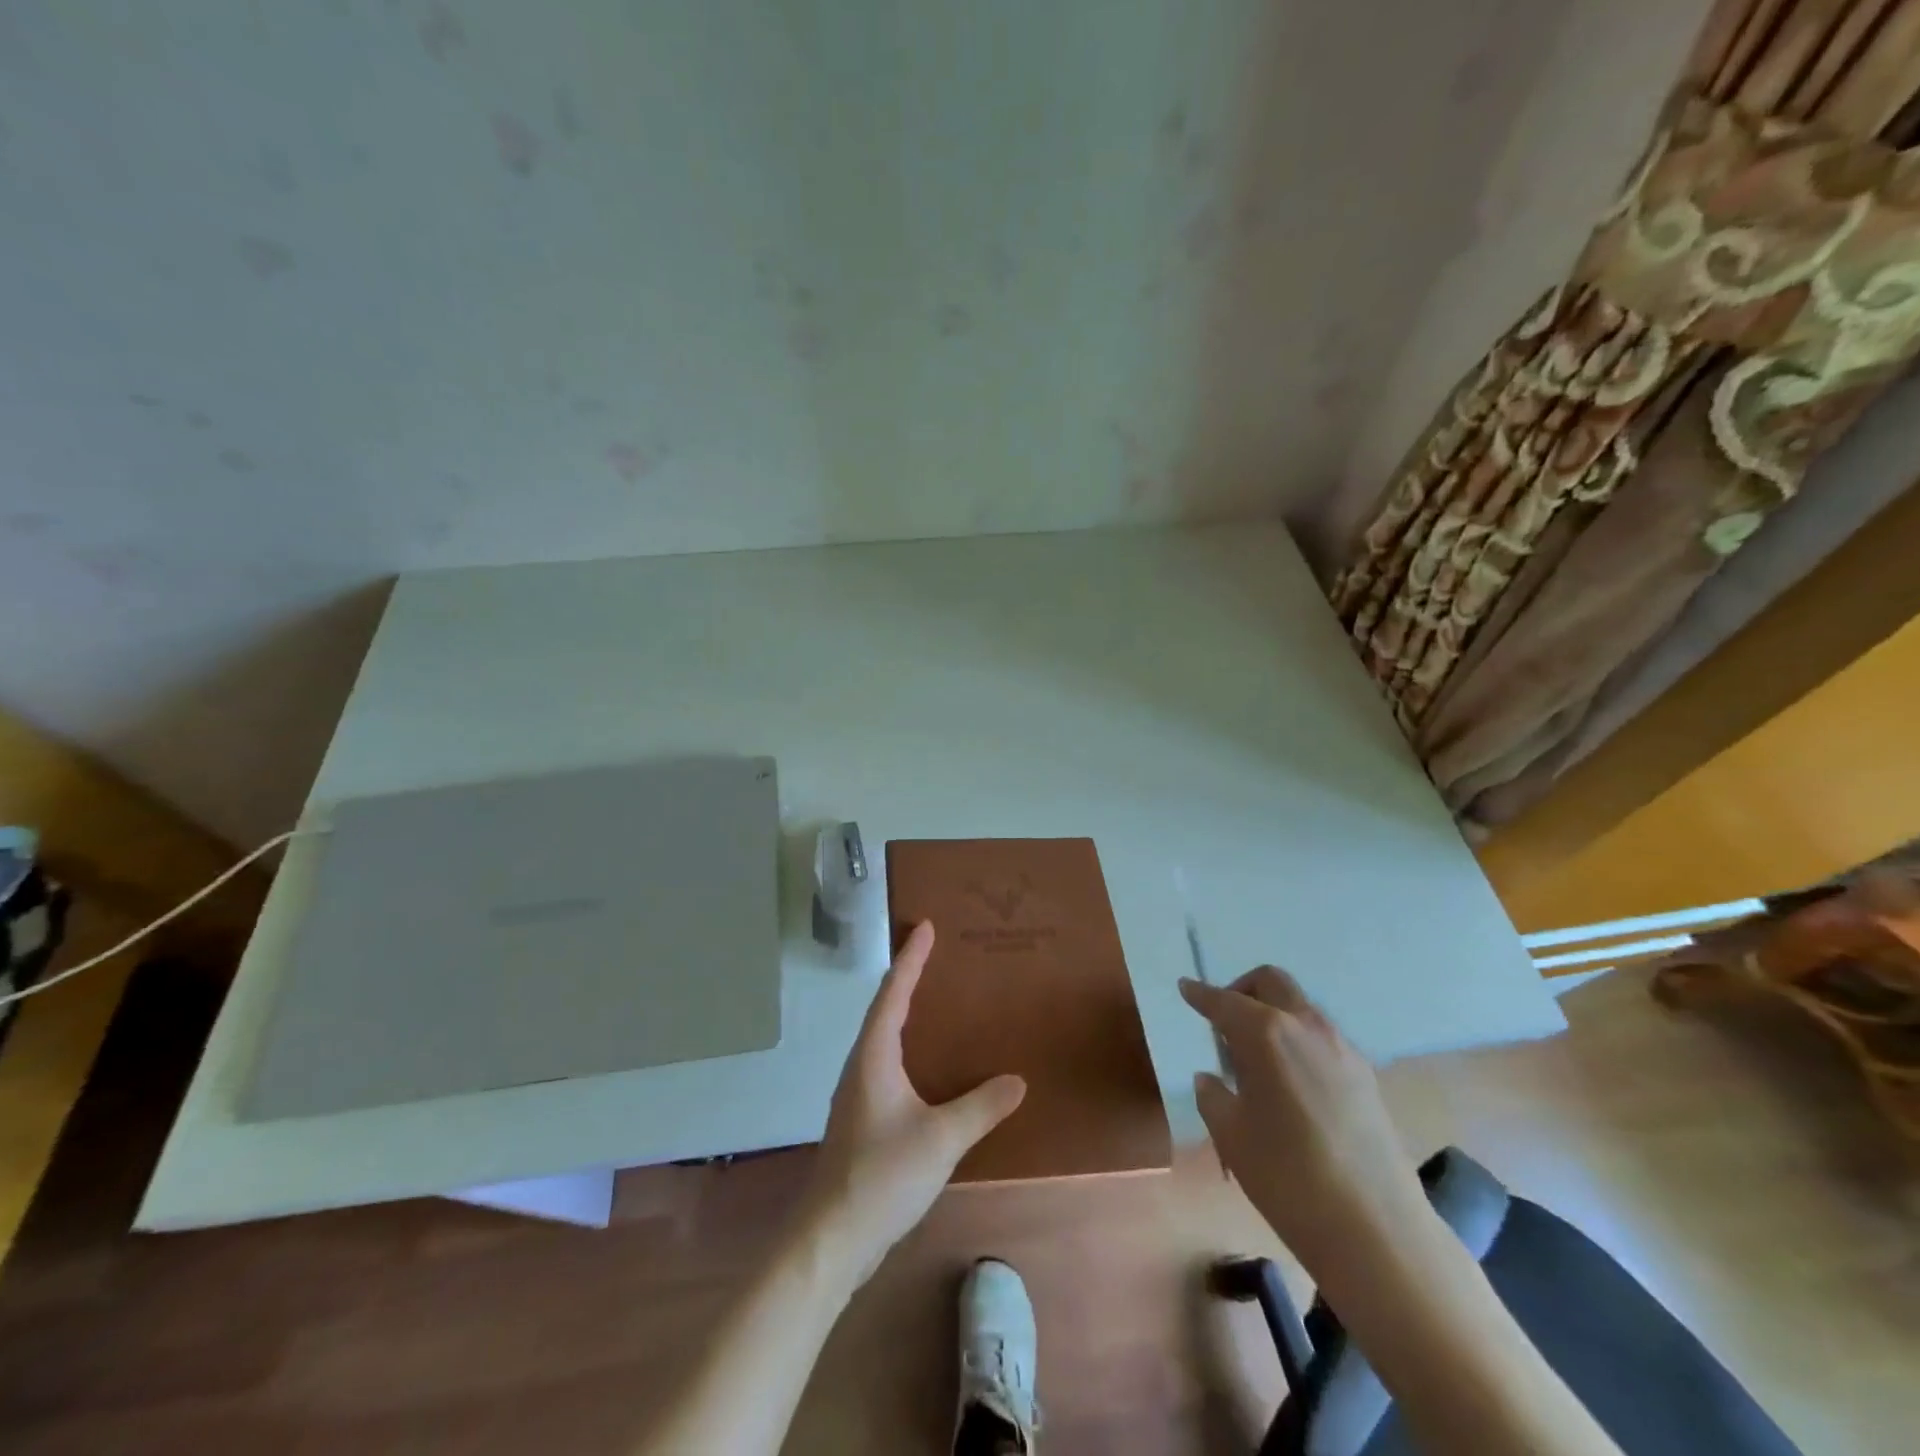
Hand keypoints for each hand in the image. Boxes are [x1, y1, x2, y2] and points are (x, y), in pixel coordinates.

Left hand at [802, 922, 1026, 1283]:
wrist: (831, 1238)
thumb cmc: (882, 1175)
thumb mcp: (940, 1139)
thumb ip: (980, 1108)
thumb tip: (1018, 1080)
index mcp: (874, 1056)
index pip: (894, 993)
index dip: (910, 958)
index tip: (925, 926)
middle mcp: (861, 1064)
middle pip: (884, 1008)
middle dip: (907, 978)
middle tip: (935, 954)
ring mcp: (858, 1092)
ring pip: (883, 1037)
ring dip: (905, 1011)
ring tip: (935, 999)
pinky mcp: (862, 1117)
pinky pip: (887, 1063)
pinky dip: (906, 1045)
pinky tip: (927, 1064)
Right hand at [1180, 966, 1427, 1277]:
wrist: (1376, 1230)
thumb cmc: (1287, 1177)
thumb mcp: (1231, 1136)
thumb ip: (1214, 1096)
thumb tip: (1213, 1080)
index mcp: (1266, 1034)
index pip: (1224, 1001)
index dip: (1200, 994)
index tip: (1186, 988)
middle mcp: (1306, 1027)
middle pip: (1271, 983)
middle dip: (1242, 990)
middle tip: (1224, 1022)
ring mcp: (1342, 1049)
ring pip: (1300, 1007)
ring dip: (1273, 1014)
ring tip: (1256, 1059)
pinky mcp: (1366, 1076)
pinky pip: (1322, 1038)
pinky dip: (1298, 1041)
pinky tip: (1290, 1083)